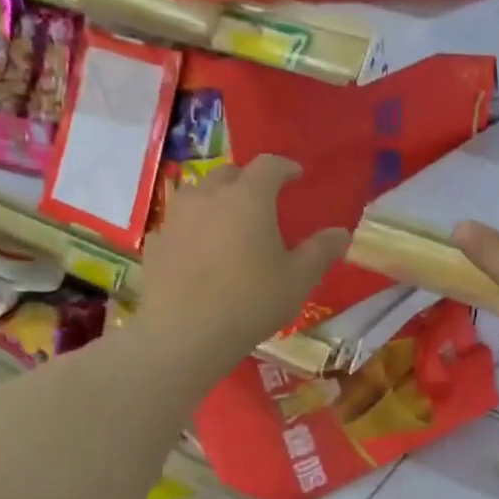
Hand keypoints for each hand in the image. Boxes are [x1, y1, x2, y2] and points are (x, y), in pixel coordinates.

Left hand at [134, 156, 348, 373]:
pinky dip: (192, 230)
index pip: (269, 165)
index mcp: (248, 198)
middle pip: (229, 174)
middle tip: (262, 202)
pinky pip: (178, 225)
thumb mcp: (297, 280)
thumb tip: (342, 233)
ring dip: (215, 201)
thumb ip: (320, 252)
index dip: (285, 167)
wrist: (185, 334)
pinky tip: (198, 252)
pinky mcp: (156, 243)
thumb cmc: (251, 302)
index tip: (296, 176)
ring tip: (227, 223)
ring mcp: (176, 218)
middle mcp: (209, 196)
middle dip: (248, 181)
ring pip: (198, 194)